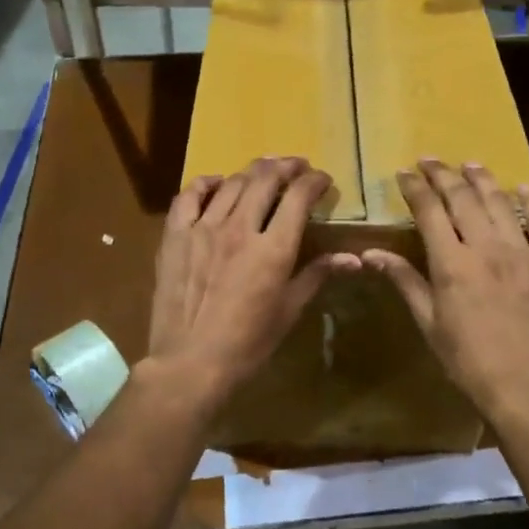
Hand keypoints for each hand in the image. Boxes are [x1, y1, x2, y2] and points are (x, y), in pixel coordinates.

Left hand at [147, 157, 357, 405]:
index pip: (299, 197)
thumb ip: (317, 275)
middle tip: (297, 167)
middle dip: (286, 167)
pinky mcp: (175, 236)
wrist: (190, 362)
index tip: (322, 181)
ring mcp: (203, 228)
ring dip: (253, 172)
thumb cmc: (248, 343)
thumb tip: (353, 258)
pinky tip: (217, 183)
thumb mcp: (289, 310)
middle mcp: (239, 228)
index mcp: (273, 248)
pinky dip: (207, 183)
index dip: (314, 182)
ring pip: (232, 183)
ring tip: (264, 171)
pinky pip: (190, 196)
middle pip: (265, 179)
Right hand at [364, 161, 528, 421]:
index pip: (429, 211)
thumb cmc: (467, 359)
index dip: (415, 188)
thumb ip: (405, 281)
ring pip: (500, 202)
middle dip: (443, 174)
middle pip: (463, 198)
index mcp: (452, 263)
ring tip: (470, 165)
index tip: (405, 173)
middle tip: (430, 161)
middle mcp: (487, 247)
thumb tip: (371, 254)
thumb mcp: (429, 322)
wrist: (524, 385)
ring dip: (482, 179)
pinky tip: (524, 188)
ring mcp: (523, 252)